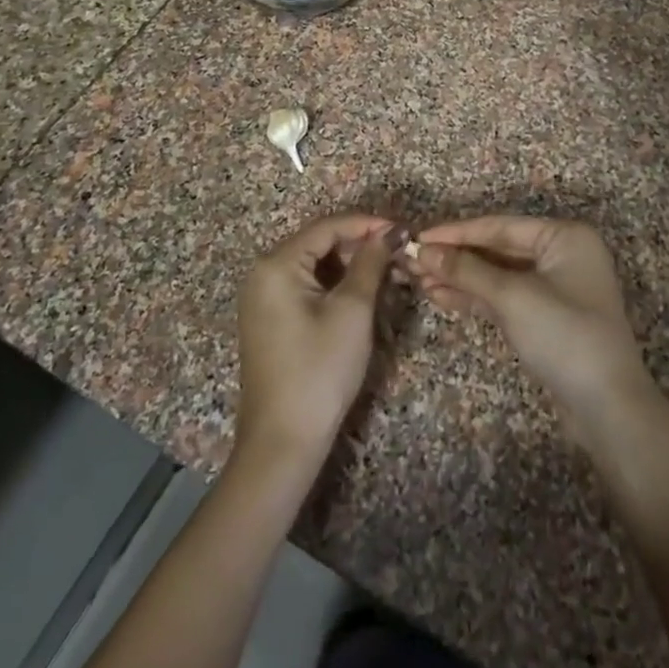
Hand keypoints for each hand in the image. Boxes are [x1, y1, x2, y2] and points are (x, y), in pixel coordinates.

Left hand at [235, 215, 394, 469]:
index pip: (328, 227)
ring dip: (353, 266)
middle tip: (401, 253)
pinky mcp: (273, 320)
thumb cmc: (320, 370)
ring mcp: (265, 298)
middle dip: (362, 245)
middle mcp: (264, 273)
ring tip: (390, 272)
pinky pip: (308, 287)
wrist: (283, 443)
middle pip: (320, 243)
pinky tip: (365, 293)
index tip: (404, 230)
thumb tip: (391, 231)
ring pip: (317, 266)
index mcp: (277, 264)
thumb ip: (371, 262)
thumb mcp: (352, 310)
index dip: (368, 224)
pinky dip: (337, 286)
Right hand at [410, 218, 649, 423]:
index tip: (419, 238)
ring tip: (420, 282)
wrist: (608, 409)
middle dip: (457, 257)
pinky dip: (476, 297)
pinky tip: (442, 298)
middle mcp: (562, 254)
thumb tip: (422, 250)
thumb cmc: (565, 337)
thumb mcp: (513, 298)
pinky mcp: (547, 316)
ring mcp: (556, 286)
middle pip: (499, 248)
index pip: (500, 226)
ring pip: (499, 274)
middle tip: (413, 262)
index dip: (457, 232)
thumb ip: (466, 271)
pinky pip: (506, 296)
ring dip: (462, 278)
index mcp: (565, 236)